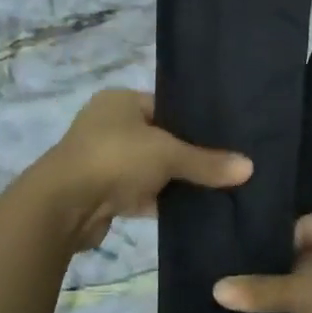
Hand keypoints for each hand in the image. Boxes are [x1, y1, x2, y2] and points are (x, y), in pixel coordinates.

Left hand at [33, 90, 252, 249]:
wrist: (62, 207)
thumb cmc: (115, 159)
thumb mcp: (167, 154)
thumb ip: (207, 162)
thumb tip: (249, 167)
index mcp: (119, 101)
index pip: (166, 106)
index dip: (194, 122)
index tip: (225, 138)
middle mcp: (108, 125)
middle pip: (159, 139)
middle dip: (187, 154)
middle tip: (225, 166)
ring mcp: (103, 160)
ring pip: (150, 169)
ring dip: (173, 181)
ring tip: (216, 189)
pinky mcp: (101, 193)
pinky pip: (140, 194)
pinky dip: (160, 202)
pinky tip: (191, 211)